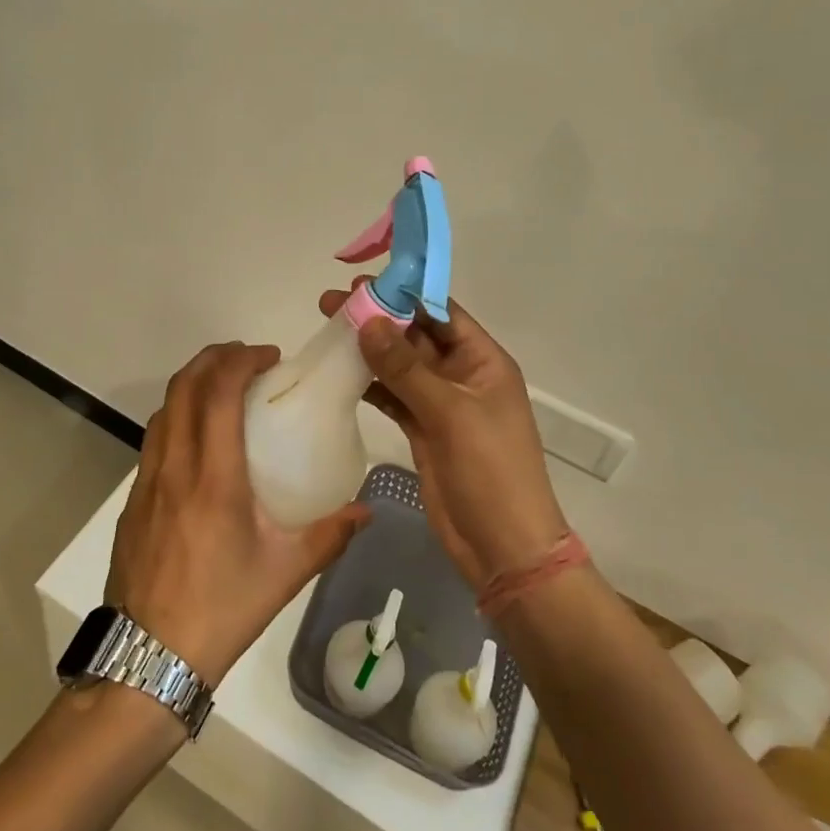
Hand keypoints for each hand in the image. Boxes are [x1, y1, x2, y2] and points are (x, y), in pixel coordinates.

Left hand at [106, 342, 369, 683]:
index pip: (217, 393)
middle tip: (247, 359)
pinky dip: (178, 415)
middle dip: (214, 358)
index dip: (240, 361)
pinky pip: (155, 438)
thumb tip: (366, 510)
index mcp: (213, 478)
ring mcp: (147, 482)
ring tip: (224, 389)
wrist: (146, 661)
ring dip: (192, 384)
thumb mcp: (284, 574)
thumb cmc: (220, 611)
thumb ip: (329, 535)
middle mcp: (174, 467)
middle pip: (183, 386)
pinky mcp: (134, 501)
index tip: (269, 357)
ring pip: (164, 409)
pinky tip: (201, 440)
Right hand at [318, 286, 564, 590]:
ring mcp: (441, 404)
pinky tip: (340, 371)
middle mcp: (462, 376)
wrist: (502, 547)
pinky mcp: (423, 430)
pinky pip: (393, 396)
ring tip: (327, 329)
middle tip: (331, 302)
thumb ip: (407, 369)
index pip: (441, 313)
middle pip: (416, 336)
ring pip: (400, 366)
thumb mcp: (451, 414)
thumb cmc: (490, 472)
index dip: (404, 294)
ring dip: (368, 349)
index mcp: (483, 361)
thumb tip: (368, 324)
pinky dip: (370, 384)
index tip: (362, 283)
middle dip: (378, 318)